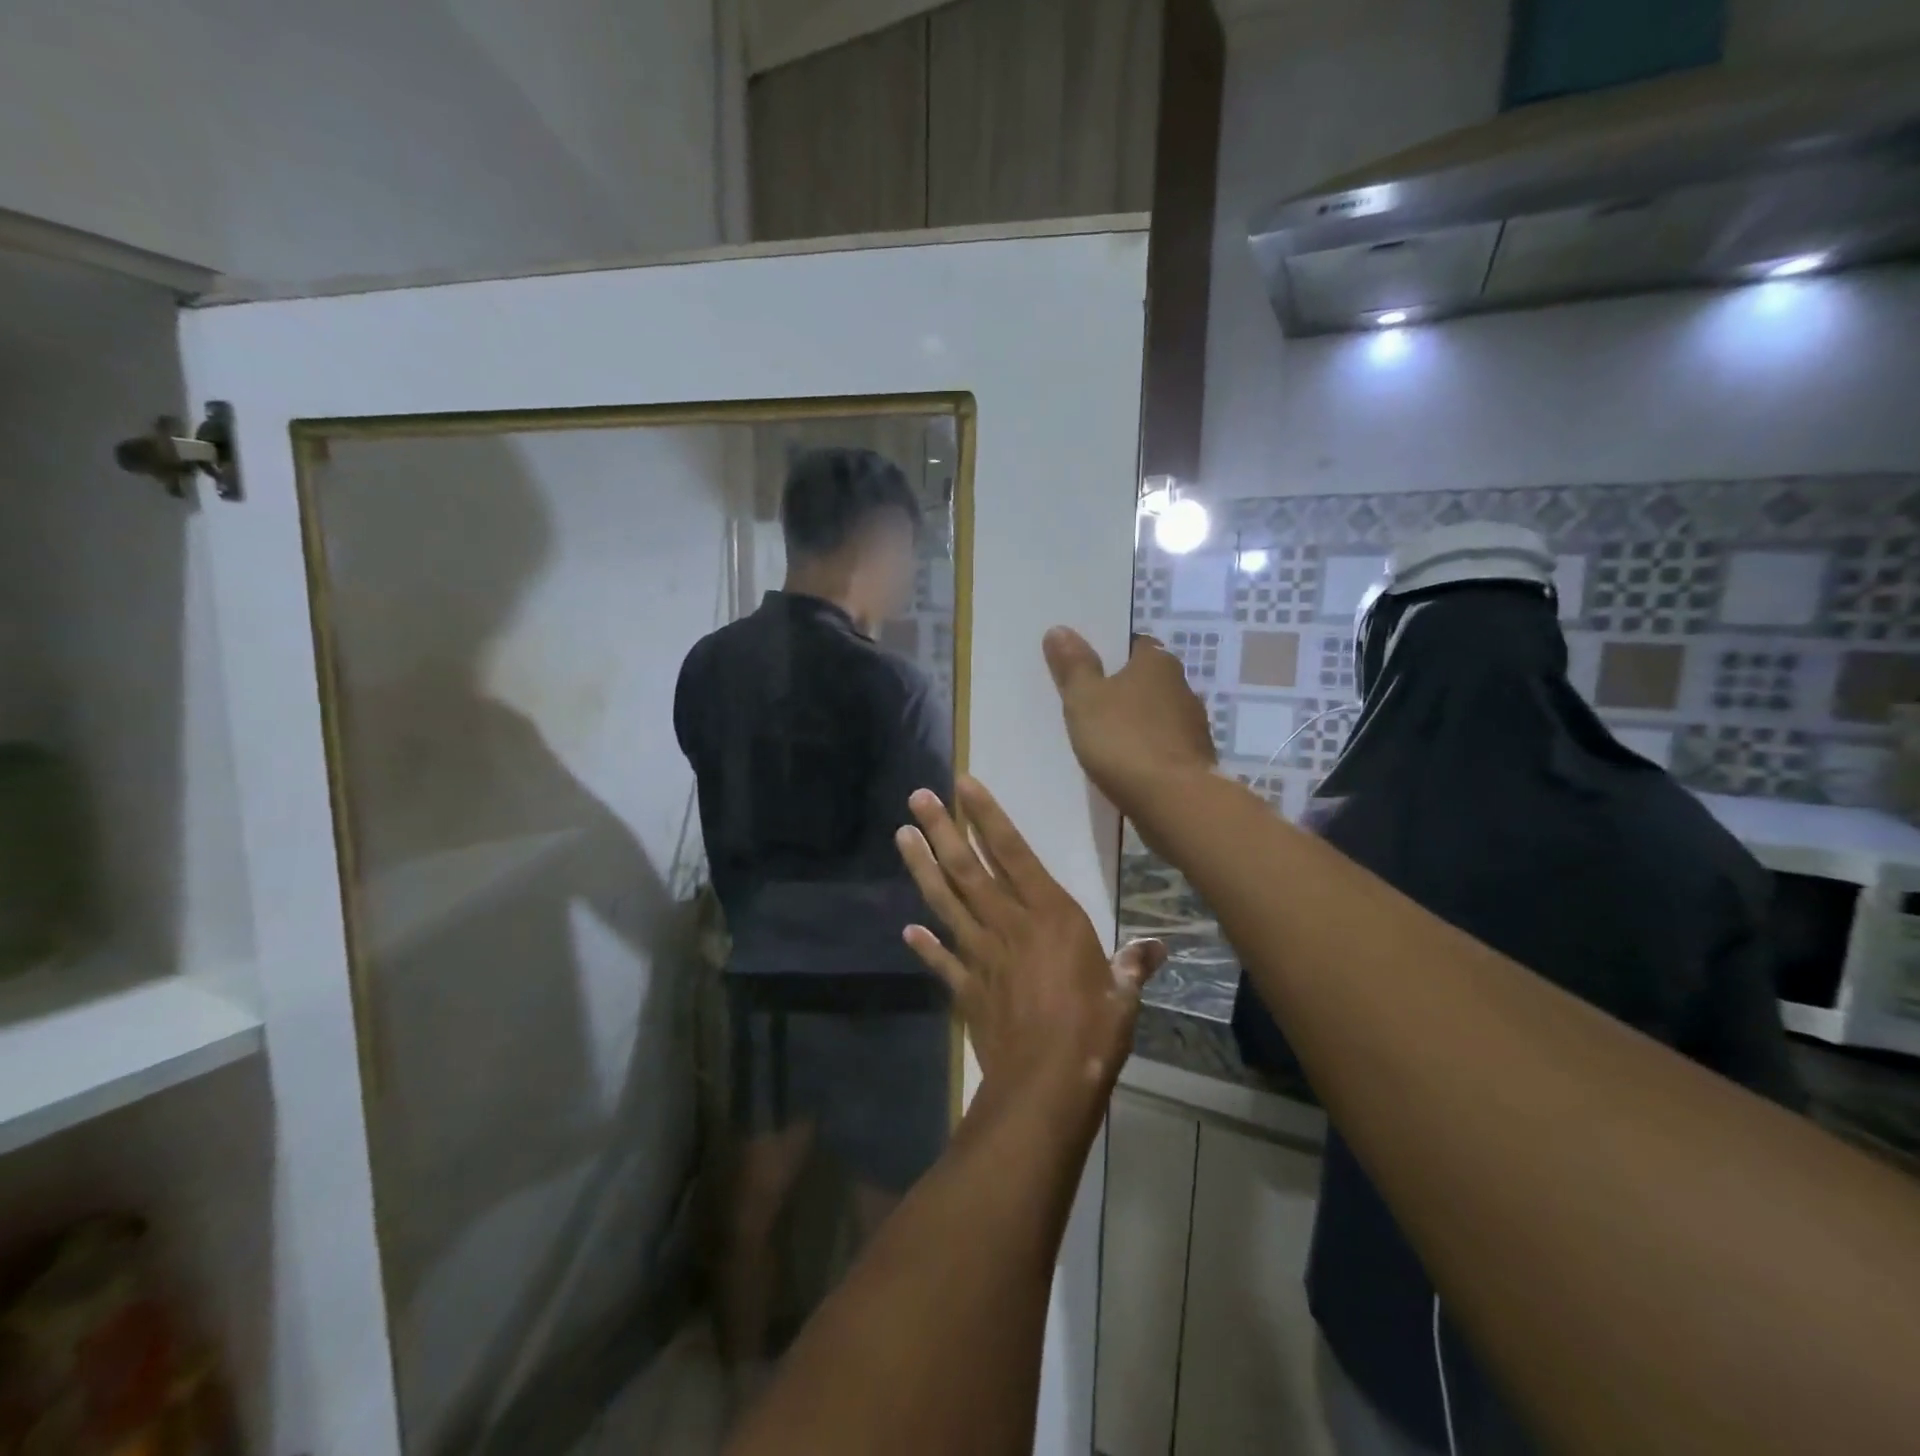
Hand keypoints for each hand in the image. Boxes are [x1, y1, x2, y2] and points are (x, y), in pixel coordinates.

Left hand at [895, 777, 1164, 1090]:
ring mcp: (981, 955)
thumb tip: (1157, 947)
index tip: (963, 785)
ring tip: (903, 836)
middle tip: (916, 798)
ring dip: (923, 868)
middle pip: (968, 868)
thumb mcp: (1123, 995)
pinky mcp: (966, 988)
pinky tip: (908, 932)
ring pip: (946, 902)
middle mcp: (1009, 924)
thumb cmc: (1093, 1032)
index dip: (988, 816)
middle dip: (942, 830)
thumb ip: (1132, 965)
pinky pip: (942, 961)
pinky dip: (926, 946)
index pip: (1013, 852)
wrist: (1046, 1086)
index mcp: (1049, 915)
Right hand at [1042, 629, 1216, 828]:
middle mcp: (1182, 687)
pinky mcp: (1194, 760)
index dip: (1110, 654)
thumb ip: (1073, 665)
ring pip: (1156, 715)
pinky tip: (1125, 764)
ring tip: (1101, 736)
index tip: (1086, 667)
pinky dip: (1145, 750)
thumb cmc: (1124, 740)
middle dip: (1122, 689)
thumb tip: (1060, 629)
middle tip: (1087, 702)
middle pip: (1146, 680)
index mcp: (1157, 663)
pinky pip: (1162, 746)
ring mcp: (1193, 726)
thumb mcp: (1085, 699)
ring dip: (1135, 722)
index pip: (1134, 645)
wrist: (1174, 801)